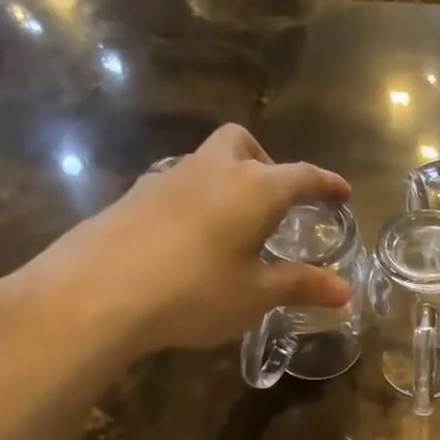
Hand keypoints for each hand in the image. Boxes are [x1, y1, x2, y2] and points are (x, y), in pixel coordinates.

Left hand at [0, 124, 351, 369]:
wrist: (95, 293)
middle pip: (243, 144)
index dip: (326, 184)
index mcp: (254, 189)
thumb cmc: (195, 291)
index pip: (302, 176)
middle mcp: (212, 170)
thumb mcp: (256, 294)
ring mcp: (167, 178)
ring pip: (206, 162)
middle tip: (276, 201)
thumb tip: (345, 291)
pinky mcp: (133, 196)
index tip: (342, 192)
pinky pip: (177, 186)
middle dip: (267, 163)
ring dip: (228, 181)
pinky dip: (196, 201)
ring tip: (234, 226)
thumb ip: (301, 286)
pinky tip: (191, 240)